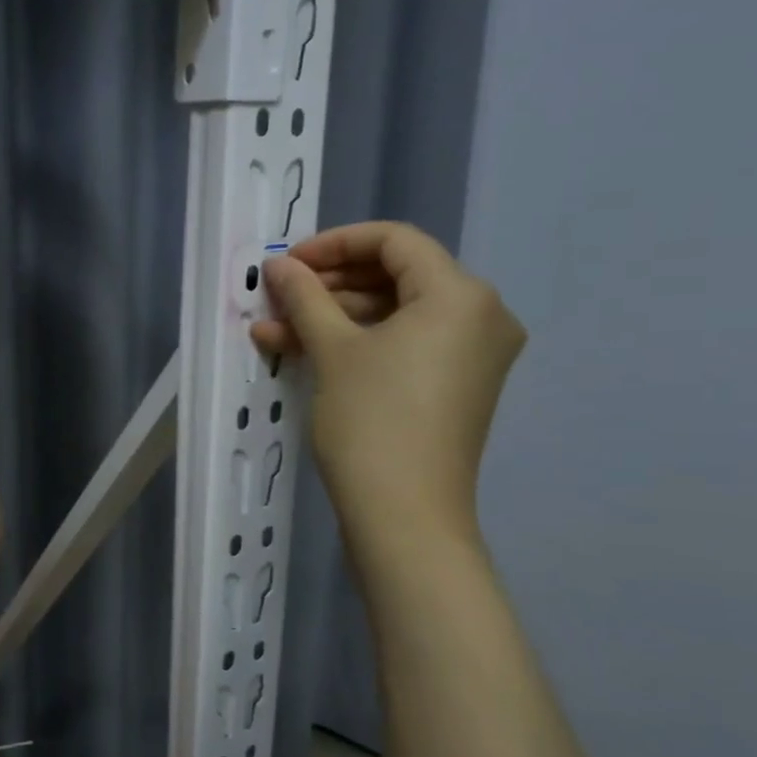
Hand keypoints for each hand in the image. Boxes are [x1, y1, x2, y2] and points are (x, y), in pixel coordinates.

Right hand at [251, 222, 524, 549]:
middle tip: (279, 296)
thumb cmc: (371, 421)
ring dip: (334, 316)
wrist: (405, 515)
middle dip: (329, 284)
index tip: (288, 263)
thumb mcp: (332, 350)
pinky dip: (358, 342)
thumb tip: (279, 265)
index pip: (394, 240)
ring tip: (276, 330)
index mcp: (460, 294)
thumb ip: (304, 296)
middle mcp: (481, 315)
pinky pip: (406, 344)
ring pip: (395, 313)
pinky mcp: (457, 385)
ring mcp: (473, 354)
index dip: (334, 244)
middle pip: (396, 275)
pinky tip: (304, 350)